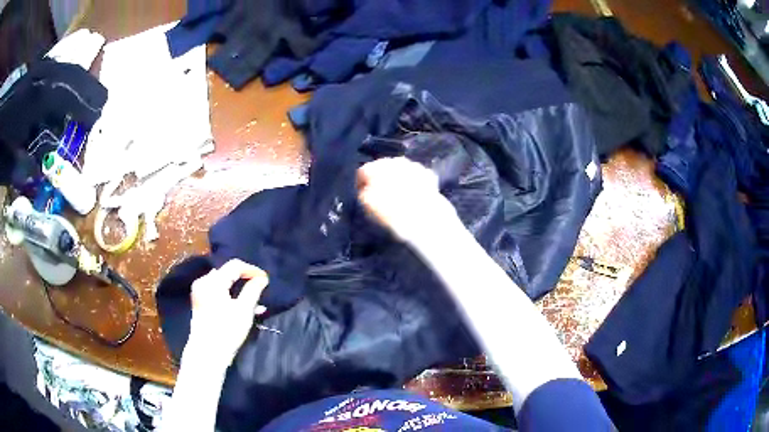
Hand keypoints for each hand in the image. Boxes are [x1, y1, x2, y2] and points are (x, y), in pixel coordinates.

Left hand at [187, 259, 268, 366]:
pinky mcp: (200, 303)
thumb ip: (253, 291)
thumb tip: (262, 278)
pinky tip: (243, 308)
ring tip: (255, 302)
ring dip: (239, 290)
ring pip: (223, 284)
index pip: (234, 265)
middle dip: (245, 280)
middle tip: (260, 289)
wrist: (207, 353)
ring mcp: (200, 293)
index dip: (252, 270)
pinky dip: (230, 297)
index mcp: (213, 281)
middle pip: (227, 274)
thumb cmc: (226, 331)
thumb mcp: (244, 311)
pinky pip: (218, 293)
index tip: (266, 279)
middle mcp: (204, 282)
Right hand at [357, 157, 458, 243]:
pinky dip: (415, 182)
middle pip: (383, 167)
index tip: (363, 194)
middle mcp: (393, 161)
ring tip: (401, 195)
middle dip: (382, 179)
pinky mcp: (427, 174)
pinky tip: (415, 195)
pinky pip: (417, 176)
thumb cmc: (389, 211)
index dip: (362, 184)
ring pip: (401, 169)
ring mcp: (412, 165)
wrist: (421, 215)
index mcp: (375, 168)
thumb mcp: (367, 204)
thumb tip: (366, 189)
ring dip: (399, 178)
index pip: (363, 173)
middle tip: (383, 194)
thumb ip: (364, 193)